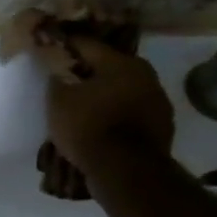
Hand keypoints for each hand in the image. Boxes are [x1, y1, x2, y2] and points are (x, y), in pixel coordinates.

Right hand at [44, 38, 174, 186]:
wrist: (126, 172)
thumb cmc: (89, 127)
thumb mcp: (59, 100)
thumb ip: (58, 79)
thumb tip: (59, 70)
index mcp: (122, 62)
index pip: (88, 45)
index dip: (68, 45)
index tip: (53, 47)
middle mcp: (146, 76)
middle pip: (111, 67)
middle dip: (90, 71)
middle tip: (69, 78)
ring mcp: (159, 103)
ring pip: (124, 90)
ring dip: (106, 94)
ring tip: (85, 105)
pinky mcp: (162, 128)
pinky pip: (132, 113)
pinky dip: (117, 114)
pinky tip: (102, 125)